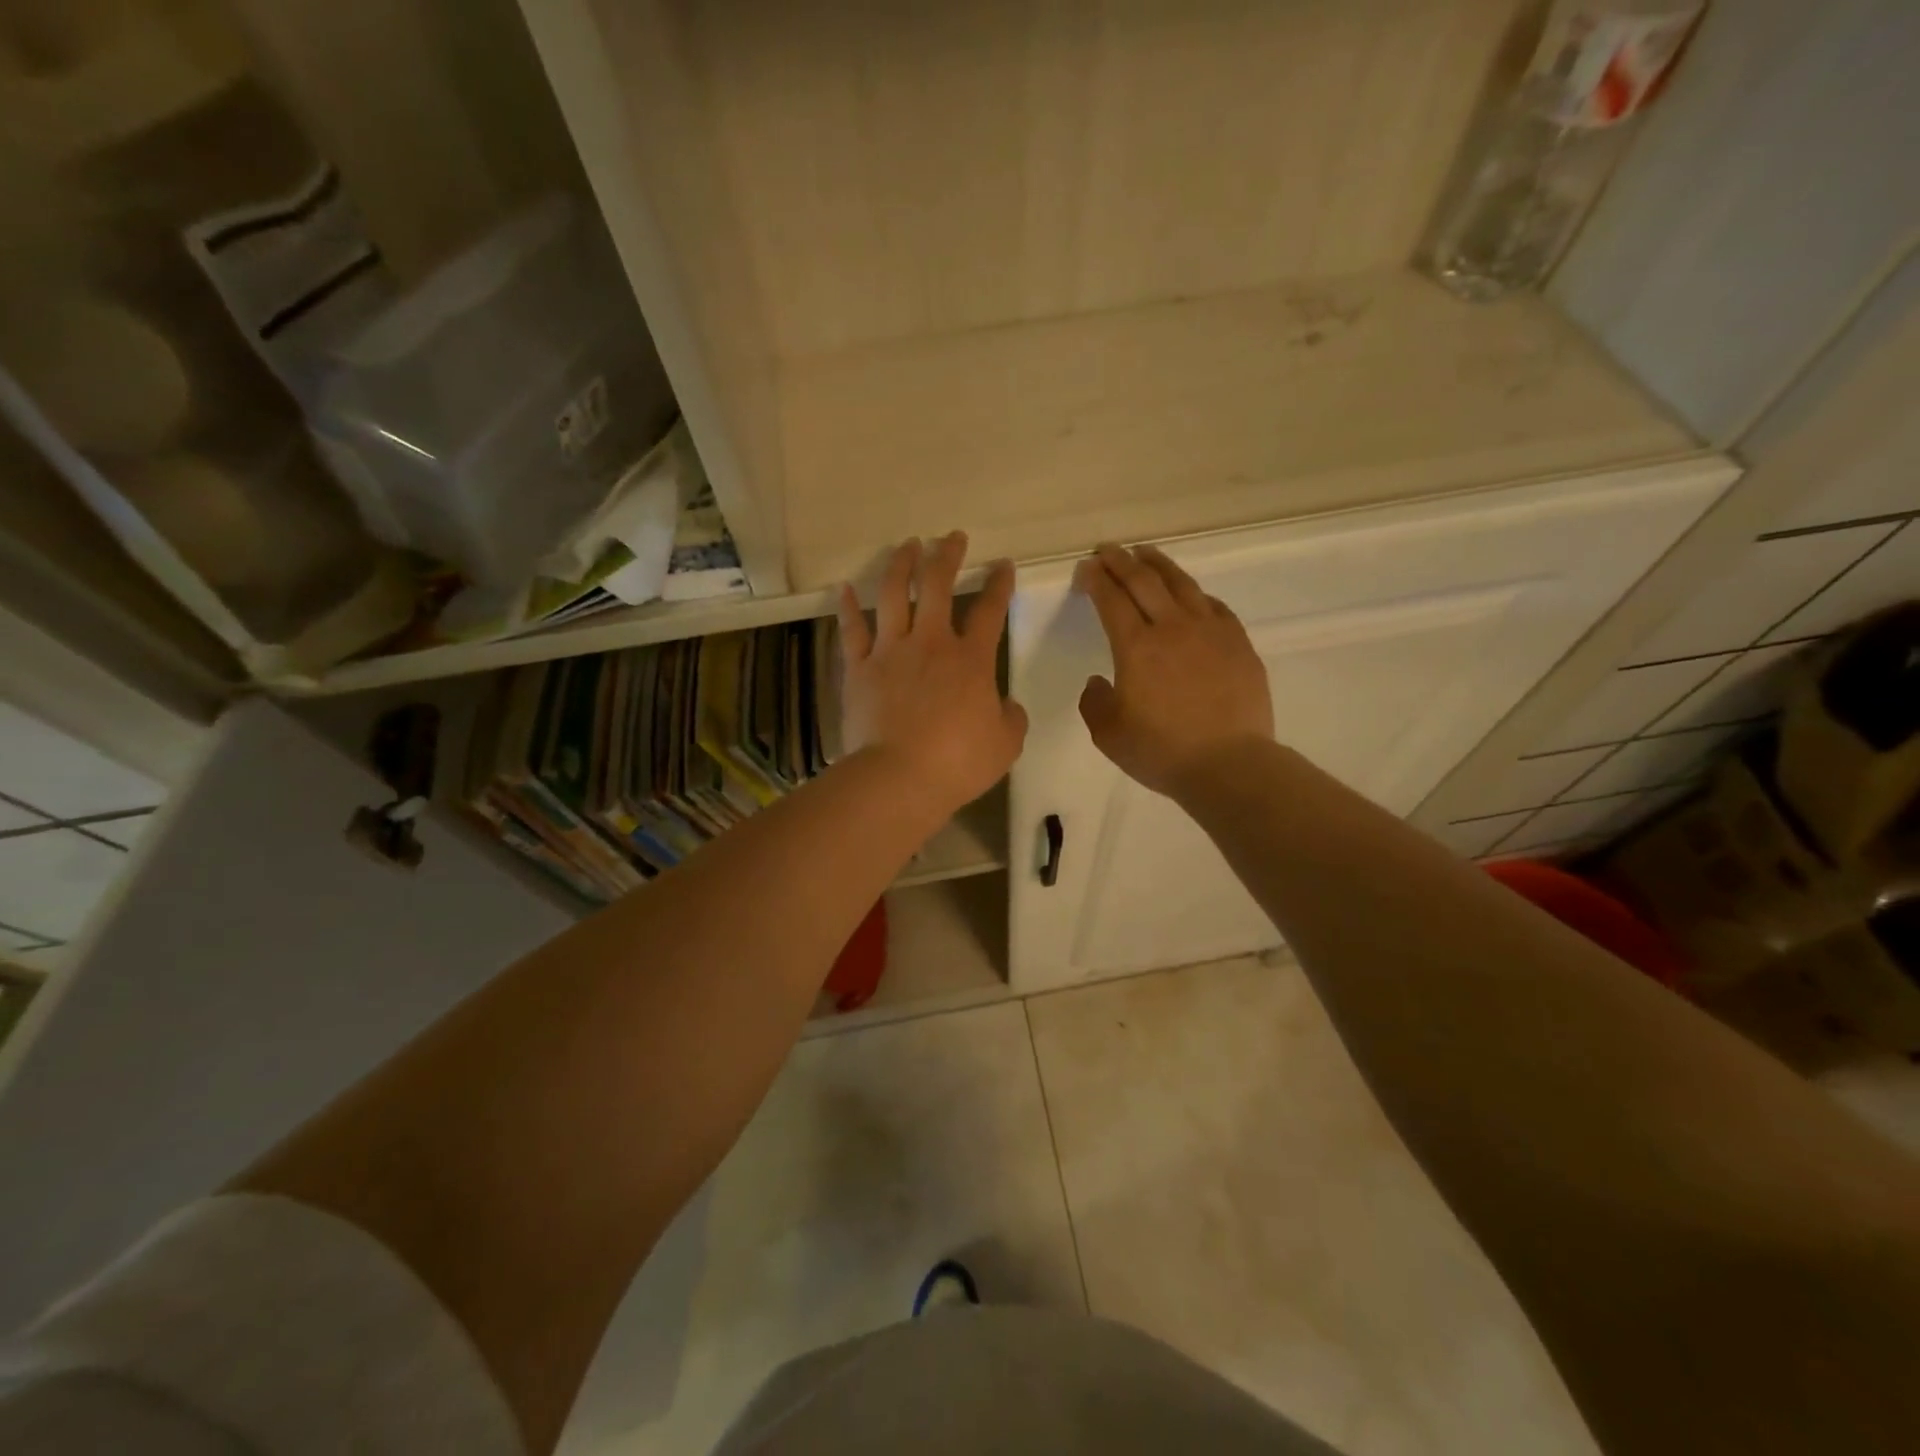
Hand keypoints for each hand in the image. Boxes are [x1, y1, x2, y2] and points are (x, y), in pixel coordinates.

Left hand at [838, 533, 1028, 817]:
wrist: (899, 777)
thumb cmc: (958, 763)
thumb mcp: (1005, 744)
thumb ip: (1010, 717)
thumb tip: (1006, 704)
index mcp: (971, 660)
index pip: (991, 611)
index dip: (999, 584)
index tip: (1003, 565)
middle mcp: (931, 644)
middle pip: (939, 586)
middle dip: (947, 555)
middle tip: (951, 537)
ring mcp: (891, 651)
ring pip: (894, 595)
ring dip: (901, 565)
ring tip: (907, 545)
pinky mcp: (859, 668)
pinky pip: (852, 630)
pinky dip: (848, 607)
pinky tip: (845, 587)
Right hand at [1076, 543, 1273, 797]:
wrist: (1229, 764)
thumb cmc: (1162, 752)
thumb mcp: (1109, 735)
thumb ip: (1094, 703)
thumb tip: (1098, 682)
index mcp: (1136, 647)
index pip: (1111, 600)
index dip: (1095, 580)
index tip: (1085, 568)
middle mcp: (1172, 628)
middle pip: (1143, 581)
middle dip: (1120, 561)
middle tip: (1107, 550)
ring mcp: (1210, 631)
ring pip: (1181, 584)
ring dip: (1158, 564)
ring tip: (1144, 553)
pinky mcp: (1238, 643)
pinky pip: (1213, 606)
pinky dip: (1194, 593)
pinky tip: (1190, 594)